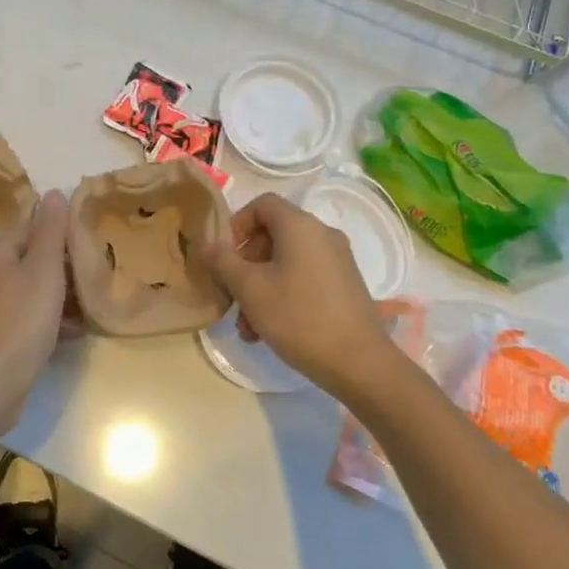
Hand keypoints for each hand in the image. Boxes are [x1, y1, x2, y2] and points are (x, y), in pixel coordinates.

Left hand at [0, 190, 70, 434]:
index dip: (62, 232)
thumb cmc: (22, 319)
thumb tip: (54, 192)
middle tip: (98, 273)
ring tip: (93, 303)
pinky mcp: (0, 335)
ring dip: (63, 296)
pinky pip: (32, 317)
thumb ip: (51, 231)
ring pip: (35, 290)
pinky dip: (53, 320)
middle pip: (35, 260)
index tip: (91, 241)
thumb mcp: (43, 269)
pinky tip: (76, 331)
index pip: (33, 228)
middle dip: (66, 267)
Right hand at [202, 192, 388, 395]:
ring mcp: (337, 261)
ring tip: (247, 326)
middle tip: (231, 295)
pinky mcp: (345, 286)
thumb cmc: (299, 317)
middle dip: (245, 264)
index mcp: (300, 226)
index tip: (224, 254)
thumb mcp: (250, 289)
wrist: (360, 364)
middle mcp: (322, 235)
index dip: (237, 223)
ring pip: (286, 261)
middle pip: (273, 235)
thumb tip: (208, 244)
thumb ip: (223, 262)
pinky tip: (269, 330)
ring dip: (260, 286)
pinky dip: (282, 294)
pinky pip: (304, 277)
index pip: (262, 204)